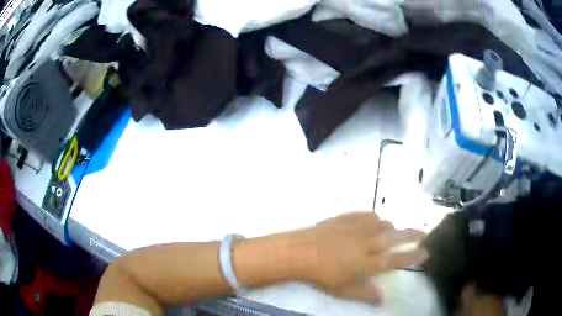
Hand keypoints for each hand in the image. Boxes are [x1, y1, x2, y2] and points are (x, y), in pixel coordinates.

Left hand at [294, 212, 424, 301]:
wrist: (300, 251)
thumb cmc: (322, 275)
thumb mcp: (343, 290)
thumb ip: (365, 294)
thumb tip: (382, 300)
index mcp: (368, 262)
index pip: (397, 259)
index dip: (413, 256)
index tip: (426, 252)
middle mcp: (368, 243)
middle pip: (396, 237)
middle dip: (413, 235)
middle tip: (424, 233)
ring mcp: (358, 228)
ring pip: (383, 224)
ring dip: (391, 227)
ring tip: (394, 231)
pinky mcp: (347, 218)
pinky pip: (367, 215)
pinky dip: (374, 218)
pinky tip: (374, 220)